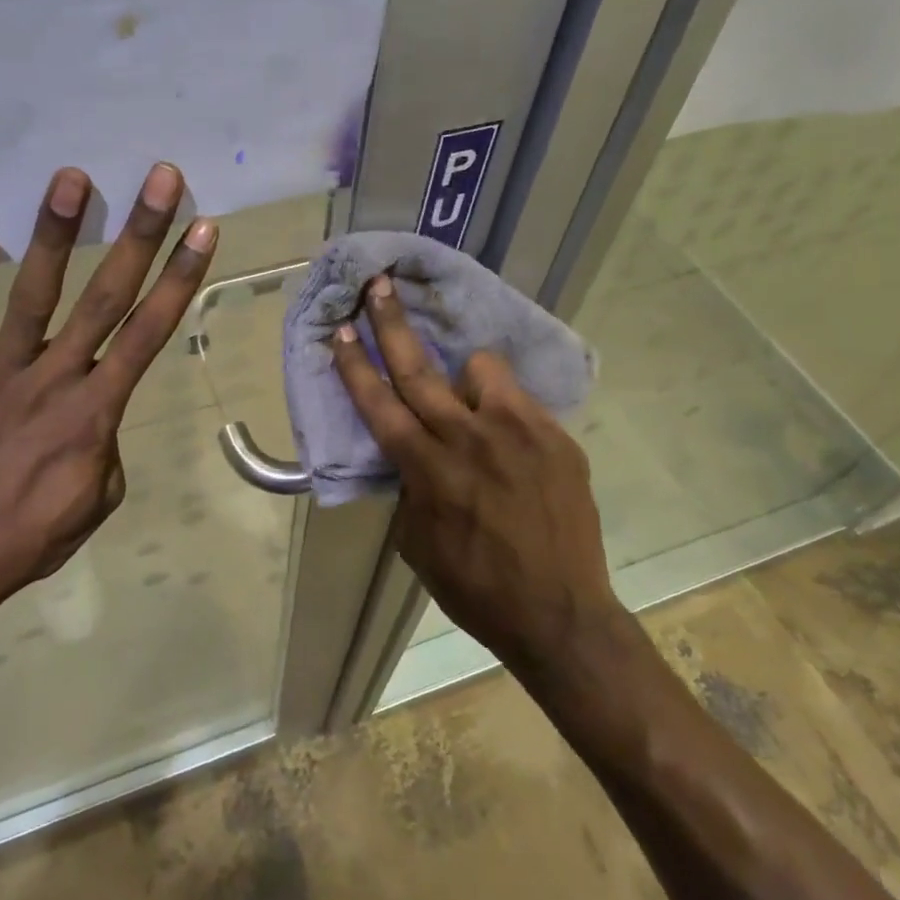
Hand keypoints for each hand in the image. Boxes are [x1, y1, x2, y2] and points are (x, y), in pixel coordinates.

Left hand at [0, 162, 216, 667]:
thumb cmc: (33, 536)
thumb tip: (97, 407)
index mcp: (96, 411)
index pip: (149, 333)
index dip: (179, 279)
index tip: (202, 230)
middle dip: (139, 235)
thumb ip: (107, 441)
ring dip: (56, 235)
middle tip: (160, 178)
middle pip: (105, 297)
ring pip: (33, 296)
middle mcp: (52, 378)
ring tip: (73, 179)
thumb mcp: (100, 499)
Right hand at [330, 273, 618, 671]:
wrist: (560, 614)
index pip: (379, 404)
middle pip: (418, 368)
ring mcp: (517, 432)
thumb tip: (415, 452)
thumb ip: (411, 487)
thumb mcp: (418, 543)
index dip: (353, 365)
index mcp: (428, 469)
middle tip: (378, 285)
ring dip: (465, 374)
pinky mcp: (555, 437)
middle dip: (392, 323)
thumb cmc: (476, 587)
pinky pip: (519, 400)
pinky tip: (510, 438)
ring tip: (471, 398)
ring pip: (480, 368)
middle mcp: (468, 438)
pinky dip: (503, 408)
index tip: (339, 331)